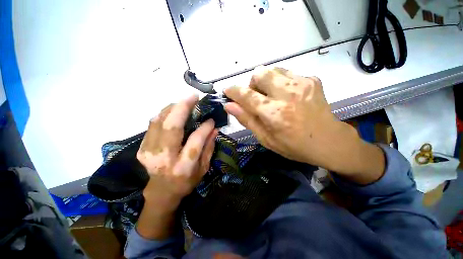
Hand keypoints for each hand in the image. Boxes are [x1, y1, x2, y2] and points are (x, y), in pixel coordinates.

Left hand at [137, 95, 217, 211]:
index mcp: (183, 166)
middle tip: (193, 97)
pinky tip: (173, 111)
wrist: (161, 192)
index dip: (204, 127)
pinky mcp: (142, 148)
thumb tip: (215, 128)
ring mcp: (149, 152)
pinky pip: (153, 124)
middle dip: (182, 107)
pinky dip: (164, 114)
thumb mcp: (203, 168)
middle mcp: (164, 158)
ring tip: (185, 102)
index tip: (211, 118)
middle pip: (171, 127)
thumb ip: (209, 147)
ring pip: (159, 121)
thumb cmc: (186, 182)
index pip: (195, 140)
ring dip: (172, 108)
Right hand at [224, 67, 383, 182]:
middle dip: (252, 84)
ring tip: (272, 96)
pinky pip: (288, 74)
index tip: (228, 91)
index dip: (233, 91)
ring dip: (266, 81)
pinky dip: (281, 82)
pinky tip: (287, 96)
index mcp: (273, 113)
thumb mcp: (265, 138)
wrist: (329, 141)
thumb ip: (247, 119)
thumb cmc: (293, 145)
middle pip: (259, 73)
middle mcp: (286, 94)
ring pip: (273, 70)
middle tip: (257, 98)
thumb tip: (229, 106)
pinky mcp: (312, 80)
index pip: (246, 94)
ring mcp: (302, 84)